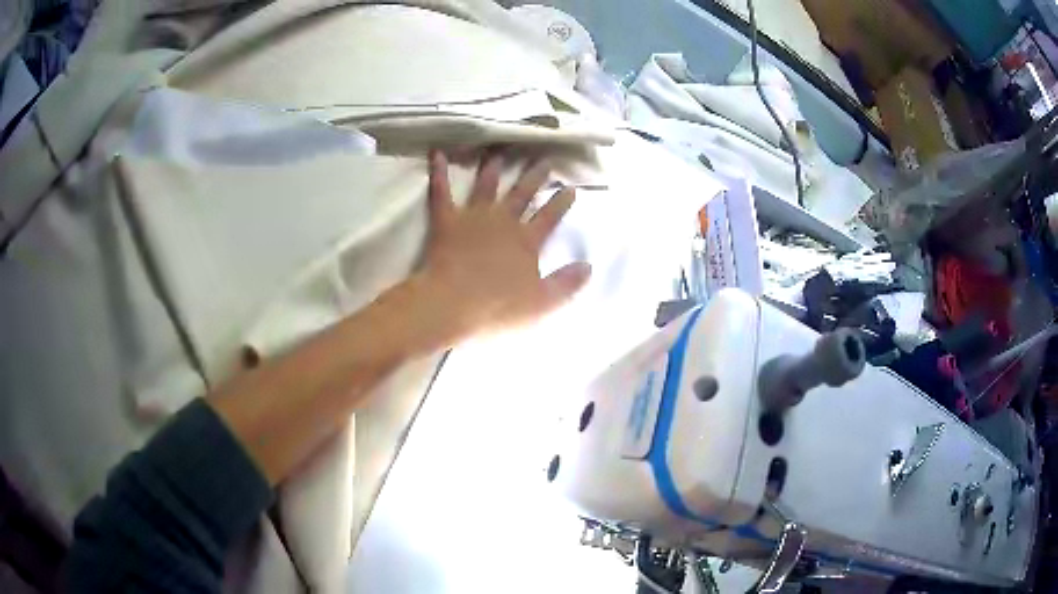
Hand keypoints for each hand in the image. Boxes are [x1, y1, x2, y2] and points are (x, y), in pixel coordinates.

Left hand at [417, 150, 590, 341]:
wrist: (451, 306)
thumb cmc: (497, 308)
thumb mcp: (542, 303)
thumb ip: (567, 284)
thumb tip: (589, 266)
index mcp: (527, 241)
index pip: (549, 217)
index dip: (561, 203)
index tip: (571, 187)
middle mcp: (503, 221)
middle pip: (522, 194)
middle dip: (535, 177)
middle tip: (544, 160)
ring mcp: (473, 217)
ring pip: (486, 186)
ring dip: (493, 169)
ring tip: (499, 154)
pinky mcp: (447, 221)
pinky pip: (441, 192)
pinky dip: (439, 172)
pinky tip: (438, 153)